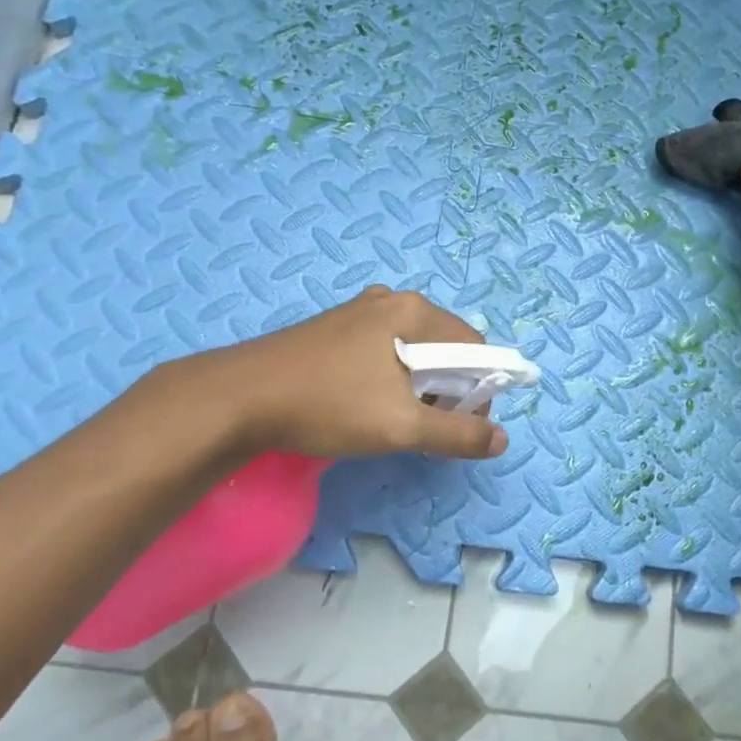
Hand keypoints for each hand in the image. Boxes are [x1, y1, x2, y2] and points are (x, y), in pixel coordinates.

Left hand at [208, 286, 507, 461]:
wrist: (239, 398)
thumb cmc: (329, 405)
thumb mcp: (401, 426)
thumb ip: (457, 433)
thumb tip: (501, 439)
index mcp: (412, 311)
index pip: (473, 345)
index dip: (480, 388)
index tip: (462, 425)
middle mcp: (389, 301)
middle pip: (442, 345)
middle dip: (447, 388)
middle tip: (426, 427)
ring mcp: (357, 312)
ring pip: (411, 350)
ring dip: (417, 386)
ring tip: (394, 420)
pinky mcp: (333, 328)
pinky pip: (382, 350)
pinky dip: (389, 378)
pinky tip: (364, 405)